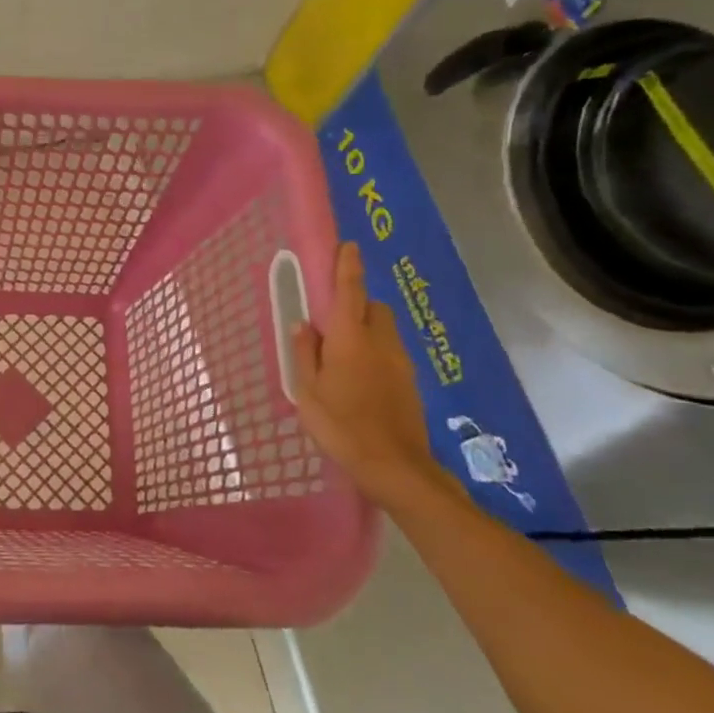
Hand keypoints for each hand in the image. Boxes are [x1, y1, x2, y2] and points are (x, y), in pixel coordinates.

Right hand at [289, 241, 450, 508]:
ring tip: (341, 355)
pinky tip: (359, 379)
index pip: (350, 292)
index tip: (348, 245)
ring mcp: (400, 363)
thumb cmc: (341, 426)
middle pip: (374, 308)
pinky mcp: (410, 383)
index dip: (348, 267)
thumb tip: (303, 324)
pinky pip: (390, 353)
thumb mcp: (308, 391)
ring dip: (366, 329)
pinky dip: (375, 352)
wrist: (395, 466)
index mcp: (351, 340)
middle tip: (332, 320)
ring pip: (384, 330)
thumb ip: (305, 354)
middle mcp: (380, 344)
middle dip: (357, 303)